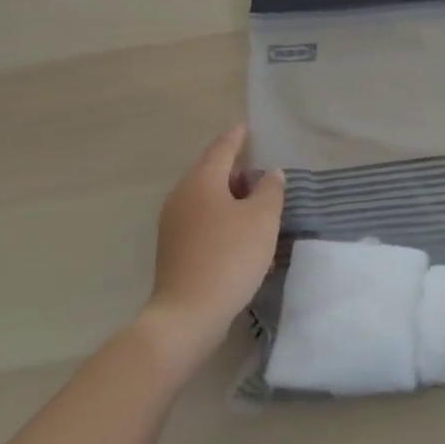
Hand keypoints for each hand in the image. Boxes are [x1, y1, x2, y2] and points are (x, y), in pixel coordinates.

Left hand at [141, 124, 284, 364]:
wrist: (187, 315)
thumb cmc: (229, 257)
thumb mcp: (262, 220)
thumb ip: (270, 190)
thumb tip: (270, 174)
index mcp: (202, 181)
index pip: (222, 148)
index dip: (237, 137)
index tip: (247, 128)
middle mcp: (182, 196)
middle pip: (210, 171)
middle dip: (234, 168)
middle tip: (259, 168)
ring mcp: (173, 223)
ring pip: (205, 196)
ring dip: (229, 194)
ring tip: (254, 201)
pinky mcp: (173, 248)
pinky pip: (200, 218)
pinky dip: (220, 215)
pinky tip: (238, 231)